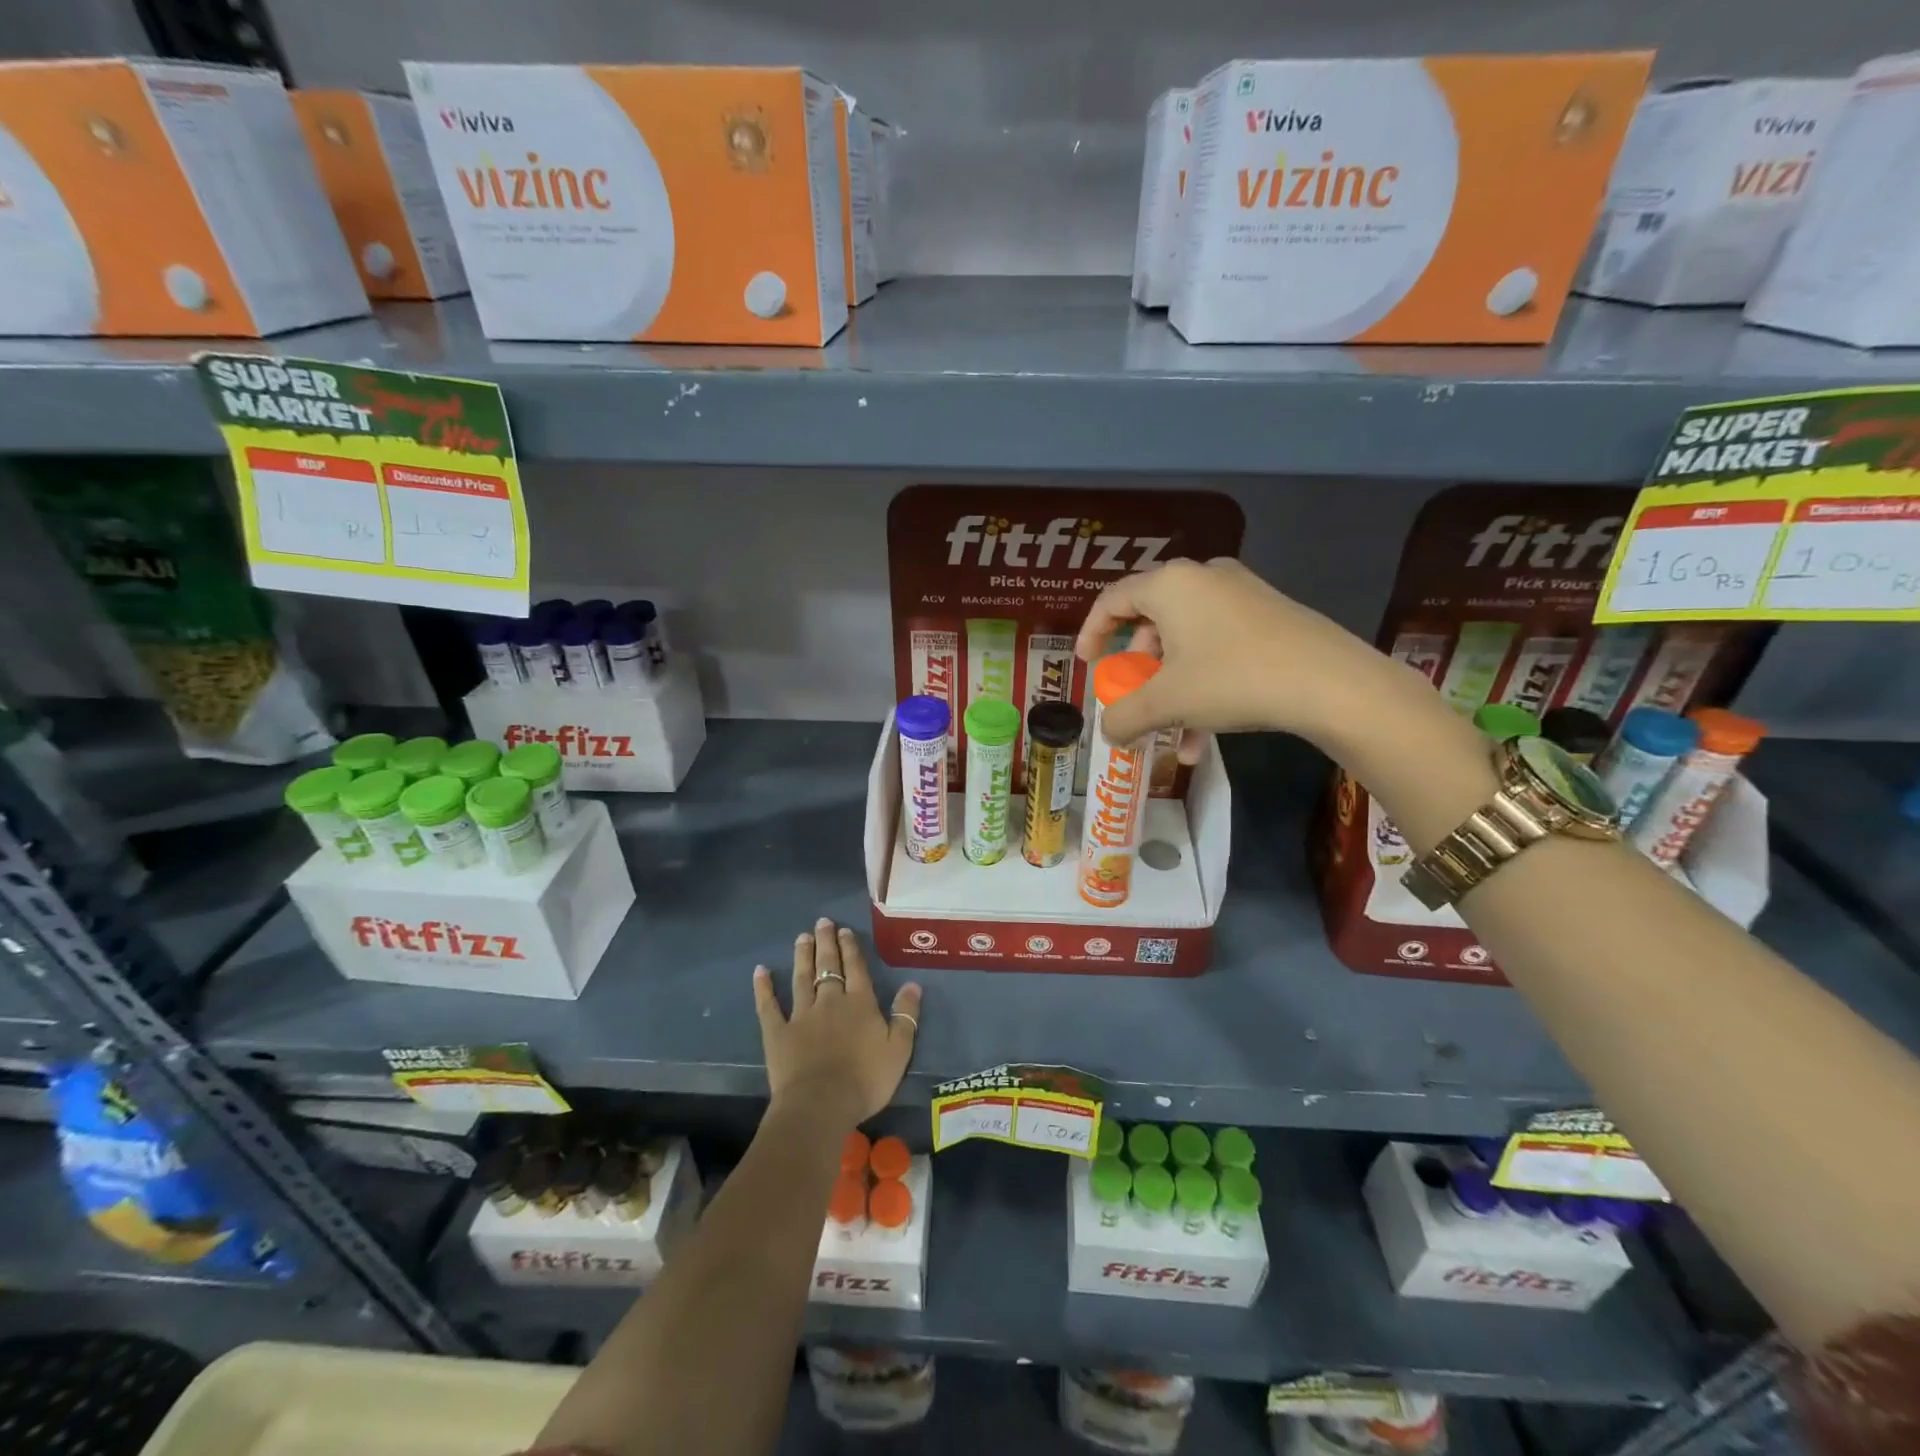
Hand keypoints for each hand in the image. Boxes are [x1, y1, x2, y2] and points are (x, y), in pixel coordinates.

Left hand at [752, 918, 921, 1129]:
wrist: (821, 1104)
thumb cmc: (865, 1080)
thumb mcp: (899, 1049)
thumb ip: (906, 1015)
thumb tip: (913, 983)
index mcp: (860, 1004)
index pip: (856, 968)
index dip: (851, 948)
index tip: (844, 930)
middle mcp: (830, 1001)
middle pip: (828, 966)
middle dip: (826, 943)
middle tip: (822, 922)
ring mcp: (801, 1015)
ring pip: (802, 978)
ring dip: (803, 956)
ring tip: (802, 937)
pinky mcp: (777, 1032)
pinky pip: (769, 1006)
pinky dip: (764, 988)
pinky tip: (760, 971)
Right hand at [1074, 557, 1417, 751]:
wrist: (1331, 684)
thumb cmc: (1233, 679)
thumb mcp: (1167, 702)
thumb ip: (1124, 717)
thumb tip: (1107, 734)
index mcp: (1171, 585)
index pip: (1113, 600)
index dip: (1092, 632)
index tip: (1086, 664)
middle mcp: (1204, 578)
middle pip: (1152, 622)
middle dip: (1138, 670)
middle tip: (1133, 699)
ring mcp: (1241, 595)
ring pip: (1187, 641)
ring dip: (1171, 688)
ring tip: (1172, 733)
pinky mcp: (1270, 616)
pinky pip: (1218, 646)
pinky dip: (1203, 684)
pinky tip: (1205, 736)